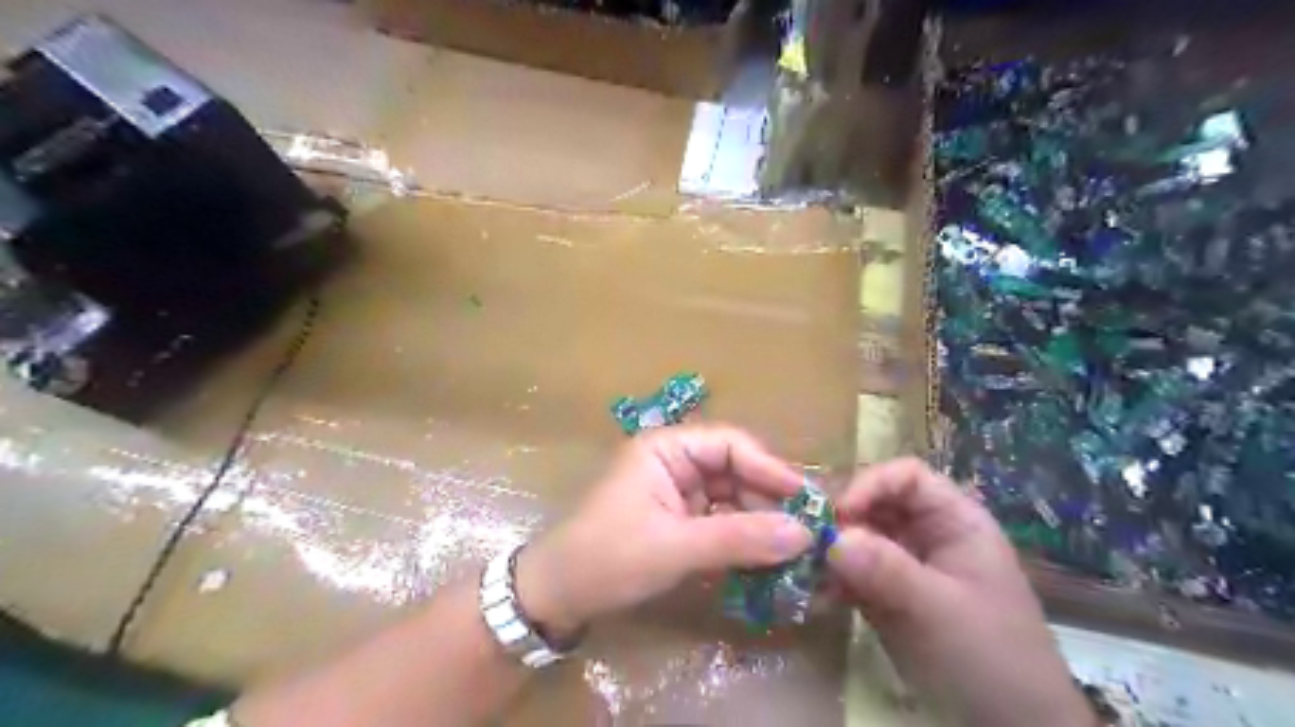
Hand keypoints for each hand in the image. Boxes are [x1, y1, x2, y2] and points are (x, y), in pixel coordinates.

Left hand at [513, 423, 806, 638]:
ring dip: (759, 521)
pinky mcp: (677, 520)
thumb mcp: (675, 547)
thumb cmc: (608, 558)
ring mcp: (675, 492)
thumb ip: (740, 538)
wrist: (556, 596)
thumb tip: (804, 534)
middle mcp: (674, 462)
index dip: (770, 468)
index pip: (730, 445)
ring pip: (731, 497)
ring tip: (792, 549)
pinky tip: (764, 558)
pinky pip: (720, 521)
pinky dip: (741, 538)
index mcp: (666, 448)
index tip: (806, 499)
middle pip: (734, 471)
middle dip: (768, 500)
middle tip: (806, 532)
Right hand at [828, 461, 1089, 726]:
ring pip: (857, 537)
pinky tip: (817, 598)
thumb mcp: (940, 610)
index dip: (870, 485)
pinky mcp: (887, 594)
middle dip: (841, 520)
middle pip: (874, 503)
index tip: (838, 515)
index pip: (906, 477)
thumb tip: (832, 537)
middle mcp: (926, 534)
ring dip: (830, 552)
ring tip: (805, 572)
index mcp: (954, 521)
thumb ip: (887, 570)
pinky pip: (852, 572)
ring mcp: (904, 565)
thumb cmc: (990, 657)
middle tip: (808, 543)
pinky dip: (832, 581)